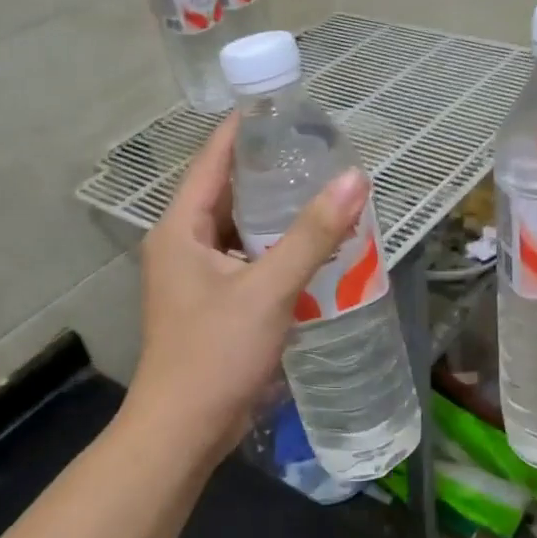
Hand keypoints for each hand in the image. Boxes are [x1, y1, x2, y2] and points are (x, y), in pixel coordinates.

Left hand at [124, 115, 368, 466]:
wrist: (183, 430)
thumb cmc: (215, 353)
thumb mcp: (268, 289)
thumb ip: (312, 235)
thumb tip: (355, 179)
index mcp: (180, 228)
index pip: (212, 160)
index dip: (245, 130)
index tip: (285, 107)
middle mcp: (182, 245)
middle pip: (227, 194)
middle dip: (269, 173)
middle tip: (318, 153)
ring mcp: (194, 278)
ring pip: (239, 231)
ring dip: (276, 217)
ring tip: (323, 195)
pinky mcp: (211, 305)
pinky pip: (245, 263)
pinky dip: (274, 253)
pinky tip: (311, 251)